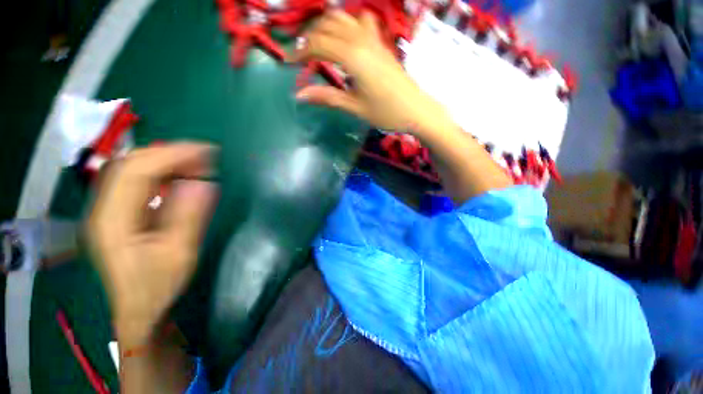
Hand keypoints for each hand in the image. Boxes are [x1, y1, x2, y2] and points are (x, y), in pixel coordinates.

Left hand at [88, 143, 217, 347]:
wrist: (139, 308)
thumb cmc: (158, 286)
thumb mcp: (179, 252)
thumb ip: (189, 215)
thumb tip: (204, 182)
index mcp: (113, 220)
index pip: (137, 171)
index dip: (172, 155)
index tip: (206, 151)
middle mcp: (103, 209)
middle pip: (129, 164)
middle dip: (169, 153)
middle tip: (204, 155)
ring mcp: (107, 210)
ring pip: (131, 169)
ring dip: (165, 160)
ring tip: (196, 163)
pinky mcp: (117, 212)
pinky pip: (136, 181)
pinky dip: (160, 171)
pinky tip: (180, 176)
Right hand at [289, 10, 450, 132]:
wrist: (415, 109)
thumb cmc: (386, 112)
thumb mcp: (355, 107)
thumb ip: (328, 97)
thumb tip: (300, 95)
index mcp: (353, 57)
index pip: (318, 44)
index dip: (300, 52)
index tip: (289, 63)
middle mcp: (361, 40)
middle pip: (326, 26)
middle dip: (308, 38)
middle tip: (301, 57)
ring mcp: (373, 37)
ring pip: (342, 17)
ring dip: (324, 26)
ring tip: (317, 45)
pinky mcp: (381, 41)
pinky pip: (360, 21)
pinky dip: (346, 23)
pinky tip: (343, 38)